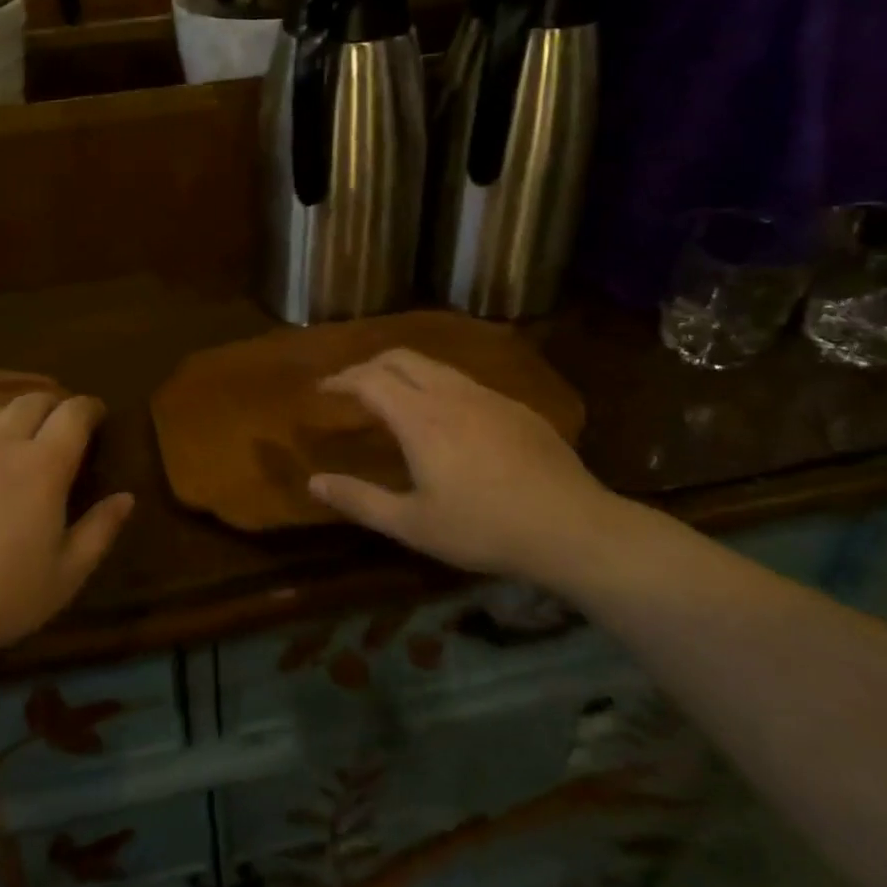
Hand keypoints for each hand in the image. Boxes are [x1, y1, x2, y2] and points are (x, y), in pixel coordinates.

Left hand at [0, 393, 133, 671]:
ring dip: (11, 419)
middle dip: (52, 406)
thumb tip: (125, 498)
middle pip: (32, 400)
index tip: (97, 416)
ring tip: (12, 444)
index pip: (74, 412)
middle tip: (58, 429)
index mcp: (43, 465)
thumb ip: (99, 531)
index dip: (90, 408)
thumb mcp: (64, 577)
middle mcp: (0, 443)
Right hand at [310, 349, 631, 587]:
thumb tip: (313, 482)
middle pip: (400, 358)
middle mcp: (450, 393)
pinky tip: (448, 419)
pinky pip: (465, 383)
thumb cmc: (483, 528)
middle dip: (369, 364)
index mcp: (419, 417)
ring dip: (405, 372)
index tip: (322, 388)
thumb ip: (359, 500)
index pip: (368, 379)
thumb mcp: (413, 524)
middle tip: (352, 386)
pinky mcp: (516, 408)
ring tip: (394, 397)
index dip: (340, 379)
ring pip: (435, 366)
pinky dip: (438, 386)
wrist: (573, 527)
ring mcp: (487, 396)